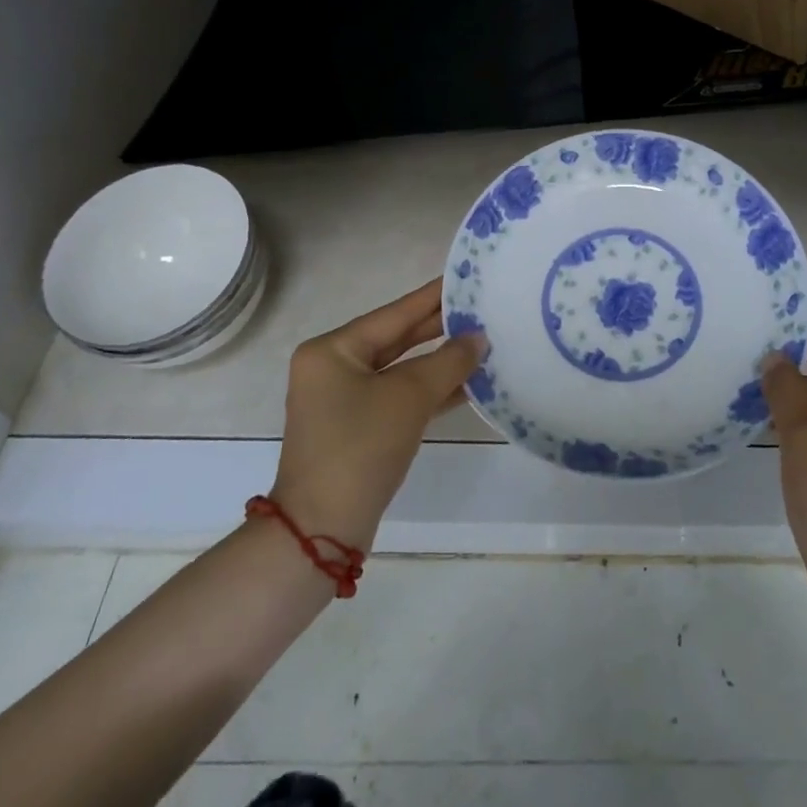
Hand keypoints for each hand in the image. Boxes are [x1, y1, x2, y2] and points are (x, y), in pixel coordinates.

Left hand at [271, 280, 484, 549]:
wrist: (323, 529)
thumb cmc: (360, 447)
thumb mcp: (409, 397)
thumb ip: (448, 361)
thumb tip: (478, 338)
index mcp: (332, 350)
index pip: (394, 314)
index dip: (432, 297)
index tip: (464, 277)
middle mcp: (333, 369)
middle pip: (397, 340)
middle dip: (439, 330)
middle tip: (481, 309)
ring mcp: (344, 401)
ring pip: (401, 370)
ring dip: (440, 362)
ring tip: (483, 343)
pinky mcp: (358, 428)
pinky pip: (399, 397)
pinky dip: (429, 391)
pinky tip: (467, 384)